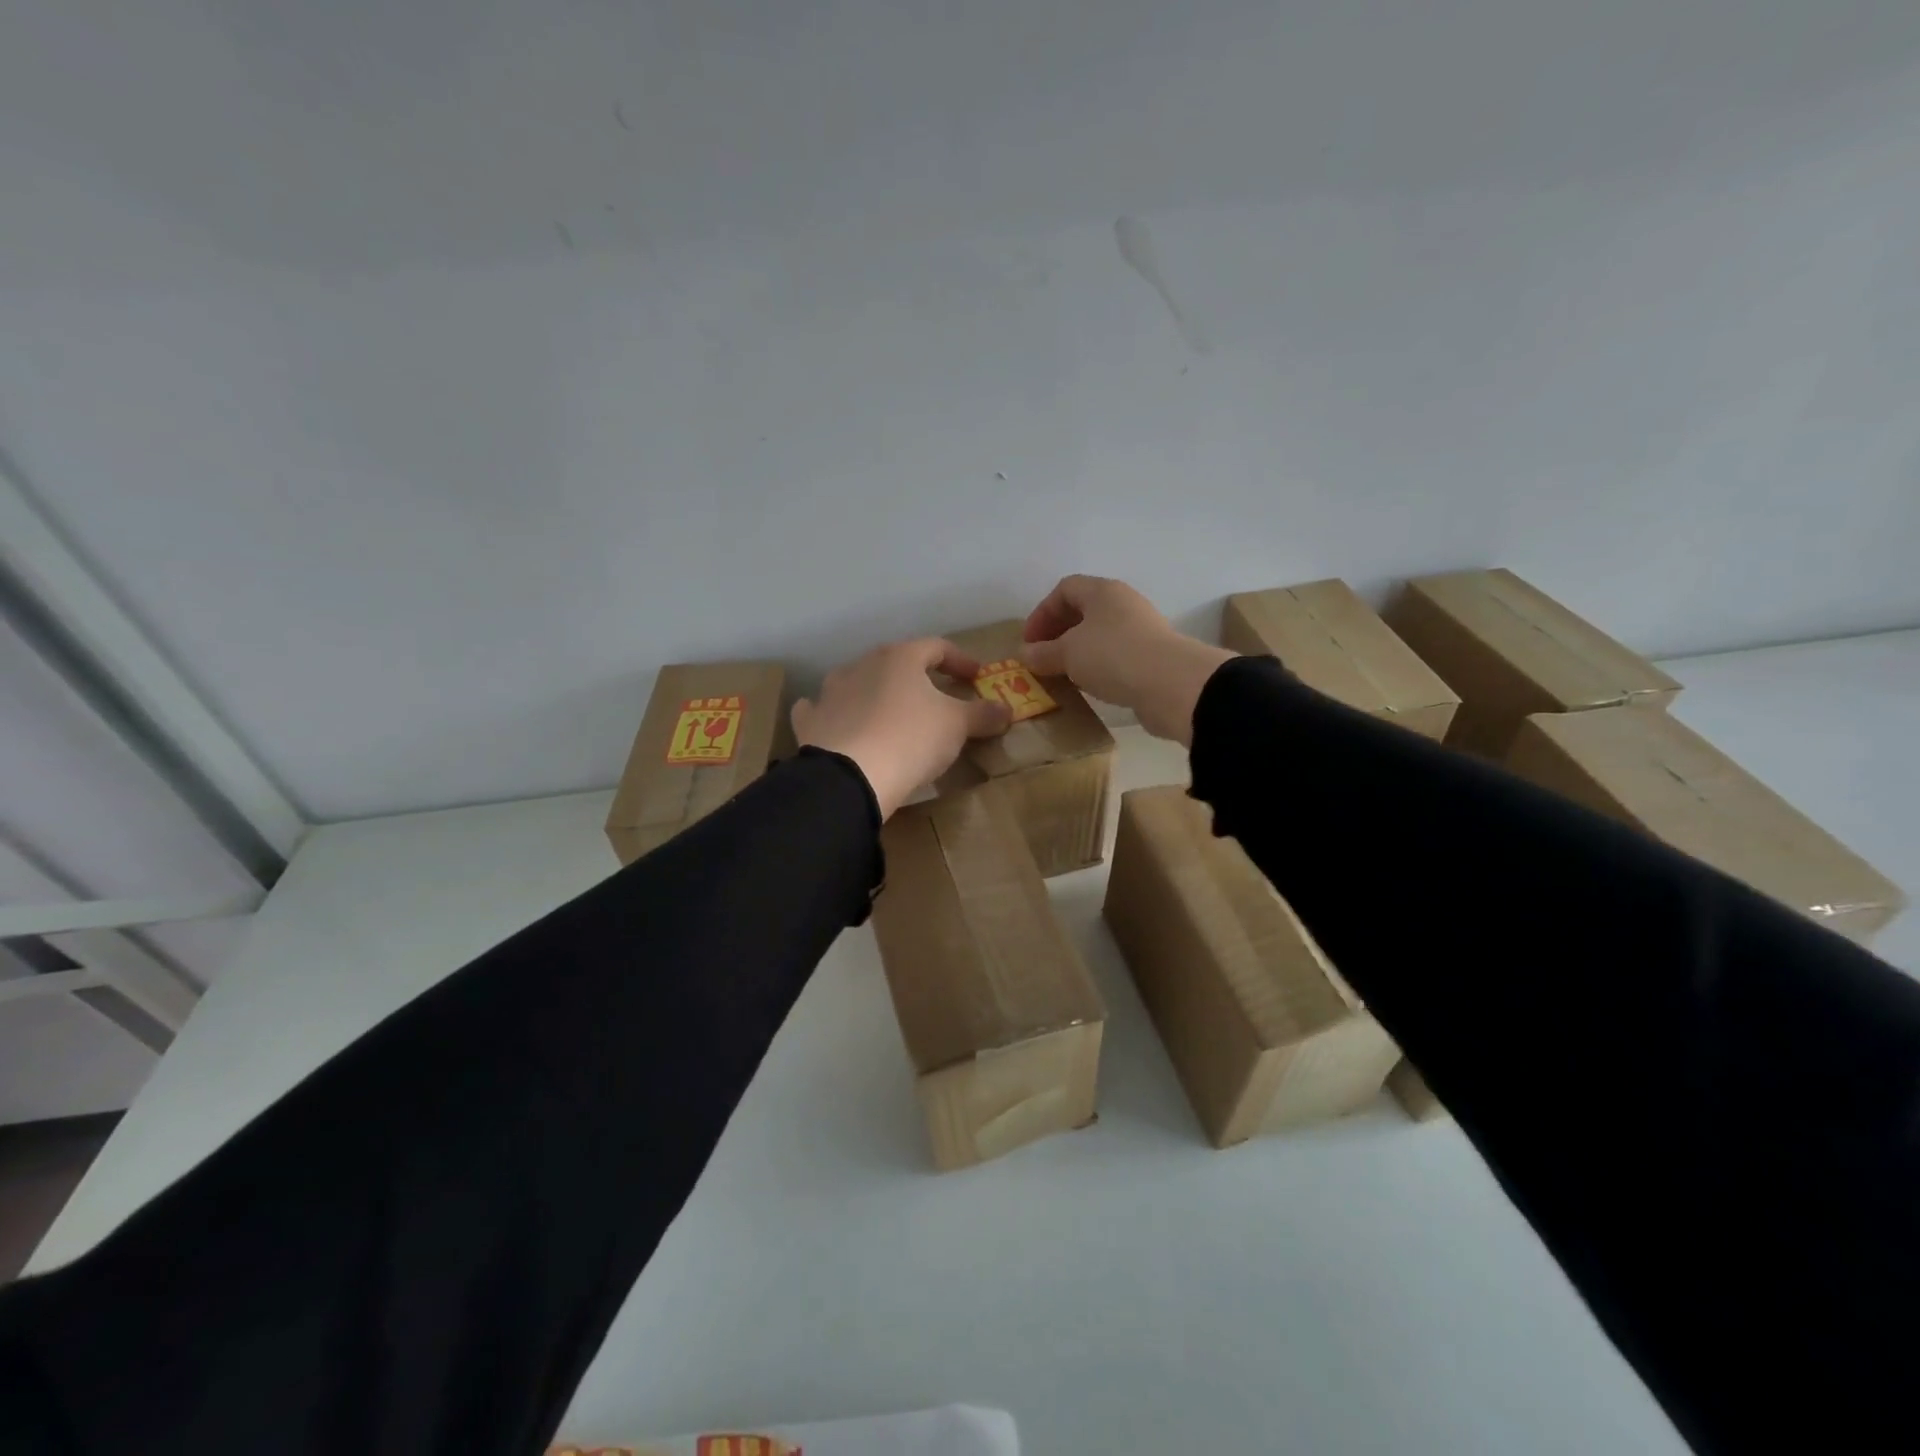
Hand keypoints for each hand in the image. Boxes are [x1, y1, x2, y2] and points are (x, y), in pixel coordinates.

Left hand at [794, 639, 1011, 818]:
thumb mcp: (957, 726)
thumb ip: (982, 714)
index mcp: (900, 657)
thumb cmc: (911, 739)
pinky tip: (838, 722)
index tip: (976, 676)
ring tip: (890, 710)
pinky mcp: (811, 721)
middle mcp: (862, 665)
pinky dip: (833, 713)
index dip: (960, 660)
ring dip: (874, 691)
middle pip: (895, 662)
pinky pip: (822, 709)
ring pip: (856, 681)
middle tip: (935, 693)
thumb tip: (1007, 709)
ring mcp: (831, 691)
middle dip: (917, 676)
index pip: (936, 647)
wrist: (850, 776)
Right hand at [1023, 575, 1235, 744]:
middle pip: (1083, 611)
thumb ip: (1043, 653)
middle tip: (1042, 658)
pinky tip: (1088, 685)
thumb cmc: (1112, 656)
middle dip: (1057, 633)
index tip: (1029, 642)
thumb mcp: (1067, 654)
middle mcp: (1123, 603)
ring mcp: (1140, 629)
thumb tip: (1025, 654)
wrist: (1171, 684)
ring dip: (1076, 652)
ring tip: (1061, 674)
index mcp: (1102, 591)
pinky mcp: (1151, 656)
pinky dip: (1096, 666)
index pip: (1064, 589)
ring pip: (1099, 635)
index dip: (1042, 612)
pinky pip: (1115, 655)